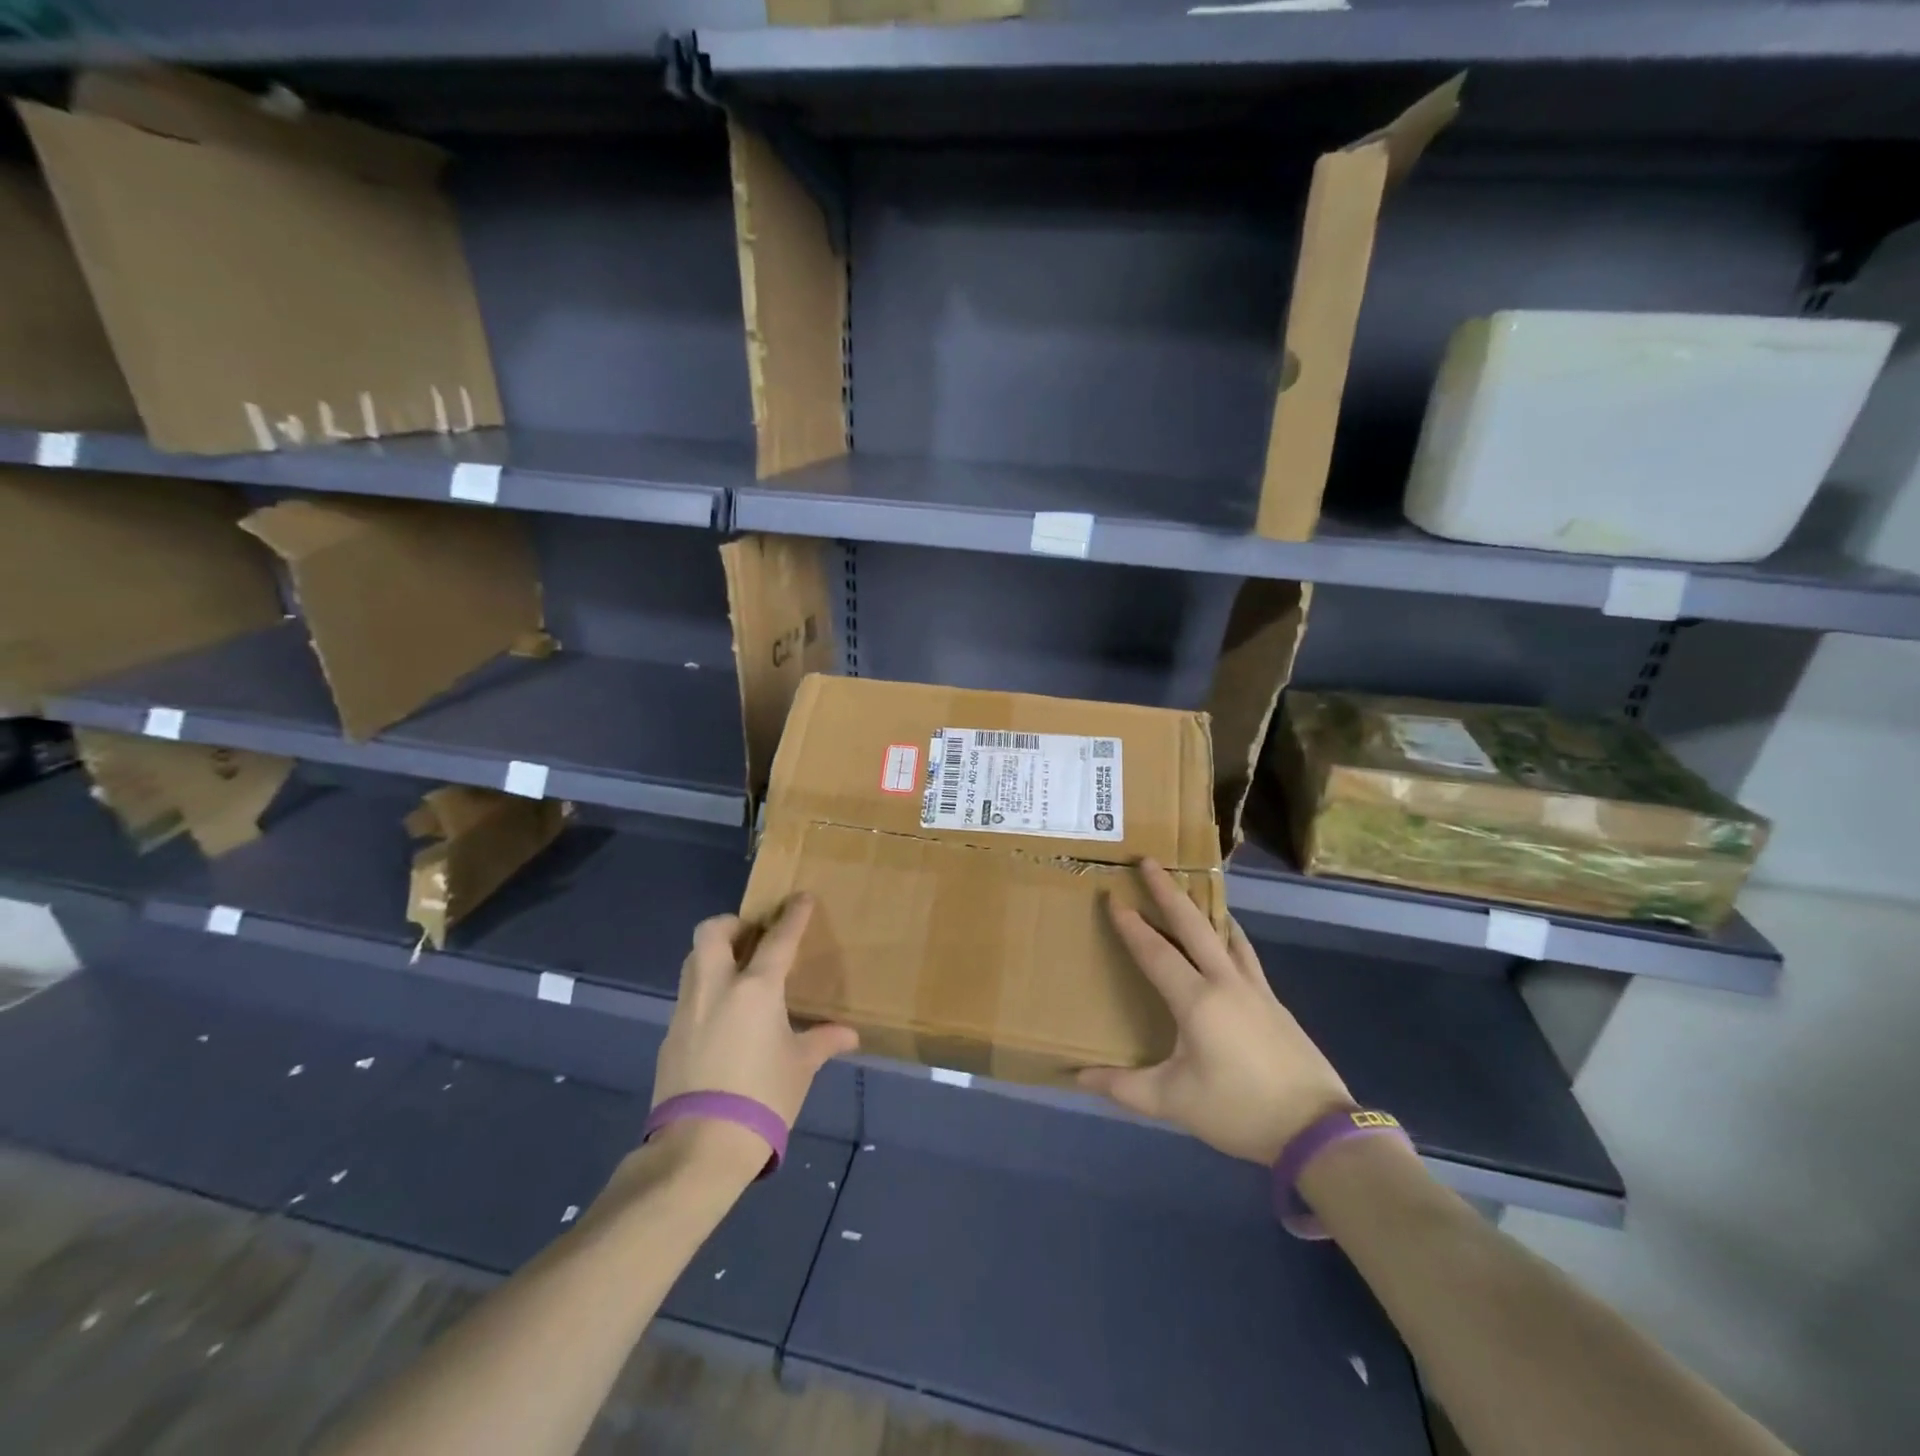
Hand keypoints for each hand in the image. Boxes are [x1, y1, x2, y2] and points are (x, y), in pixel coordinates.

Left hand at [652, 895, 859, 1131]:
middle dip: (732, 925)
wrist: (701, 1146)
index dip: (793, 916)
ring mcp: (687, 1010)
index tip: (801, 898)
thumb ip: (822, 1041)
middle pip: (712, 932)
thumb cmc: (763, 1097)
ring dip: (714, 955)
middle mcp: (716, 988)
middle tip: (752, 938)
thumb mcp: (800, 1067)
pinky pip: (688, 997)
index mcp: (755, 989)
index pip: (778, 939)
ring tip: (738, 975)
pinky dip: (706, 992)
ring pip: (693, 961)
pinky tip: (722, 1019)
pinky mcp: (669, 1036)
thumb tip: (848, 1035)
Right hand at [1078, 859, 1351, 1165]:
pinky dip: (1230, 935)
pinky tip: (1229, 939)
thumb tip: (1079, 1078)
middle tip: (1149, 862)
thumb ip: (1124, 1088)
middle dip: (1167, 891)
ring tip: (1190, 890)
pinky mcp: (1274, 1002)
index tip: (1113, 898)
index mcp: (1196, 1001)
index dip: (1131, 925)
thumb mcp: (1174, 1103)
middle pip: (1192, 925)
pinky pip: (1245, 954)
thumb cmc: (1239, 1110)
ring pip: (1226, 934)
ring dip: (1203, 908)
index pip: (1155, 952)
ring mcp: (1255, 989)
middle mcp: (1225, 982)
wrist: (1315, 1129)